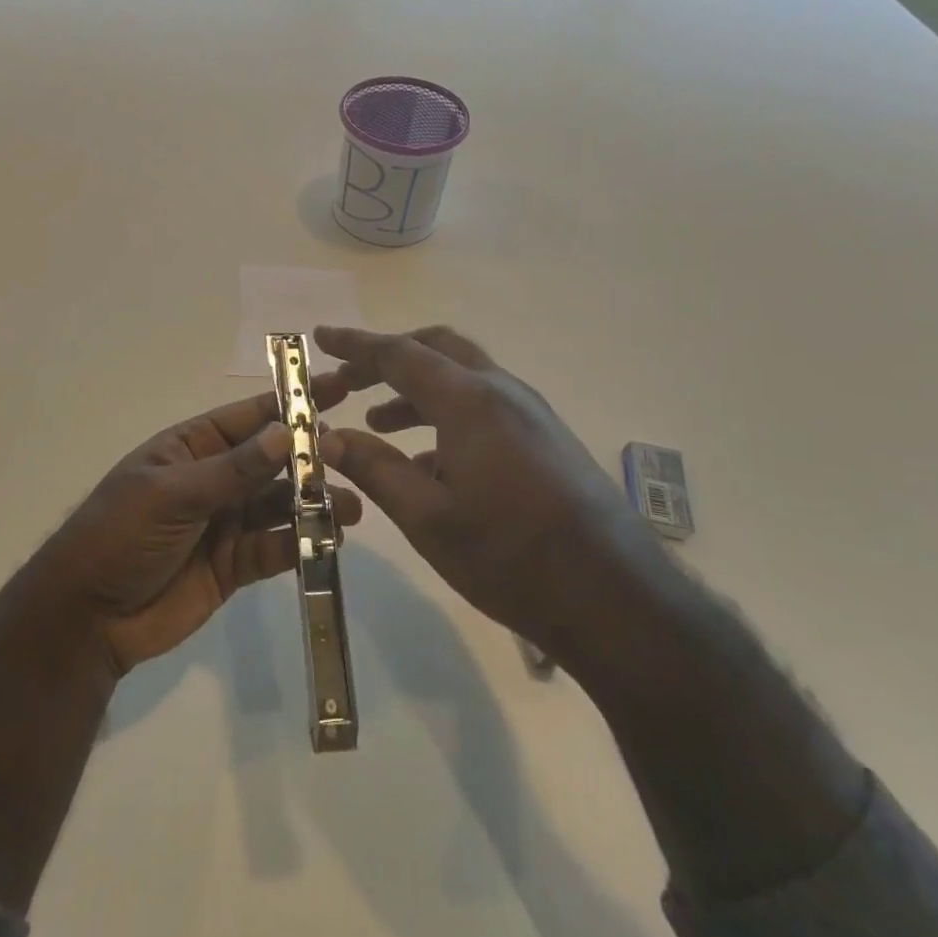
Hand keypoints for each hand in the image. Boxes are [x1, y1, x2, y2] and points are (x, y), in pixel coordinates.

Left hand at [37, 379, 363, 677]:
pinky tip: (331, 540)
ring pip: (280, 505)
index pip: (250, 416)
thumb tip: (286, 434)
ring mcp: (226, 522)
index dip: (292, 402)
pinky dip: (302, 543)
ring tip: (352, 506)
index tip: (337, 387)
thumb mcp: (172, 494)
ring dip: (314, 502)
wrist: (87, 617)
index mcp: (193, 447)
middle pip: (272, 461)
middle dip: (311, 456)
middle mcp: (215, 479)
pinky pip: (275, 548)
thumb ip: (232, 470)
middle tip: (354, 455)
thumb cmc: (120, 535)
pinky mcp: (235, 564)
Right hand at [315, 325, 669, 683]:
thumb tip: (329, 438)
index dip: (355, 344)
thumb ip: (374, 469)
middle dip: (388, 358)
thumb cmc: (511, 556)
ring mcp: (530, 413)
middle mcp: (502, 391)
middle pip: (436, 350)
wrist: (617, 599)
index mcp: (469, 401)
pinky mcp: (546, 438)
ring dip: (416, 389)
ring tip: (378, 420)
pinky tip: (429, 462)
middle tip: (348, 378)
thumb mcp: (427, 518)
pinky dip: (446, 415)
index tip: (320, 337)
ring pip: (462, 378)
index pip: (399, 354)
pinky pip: (485, 407)